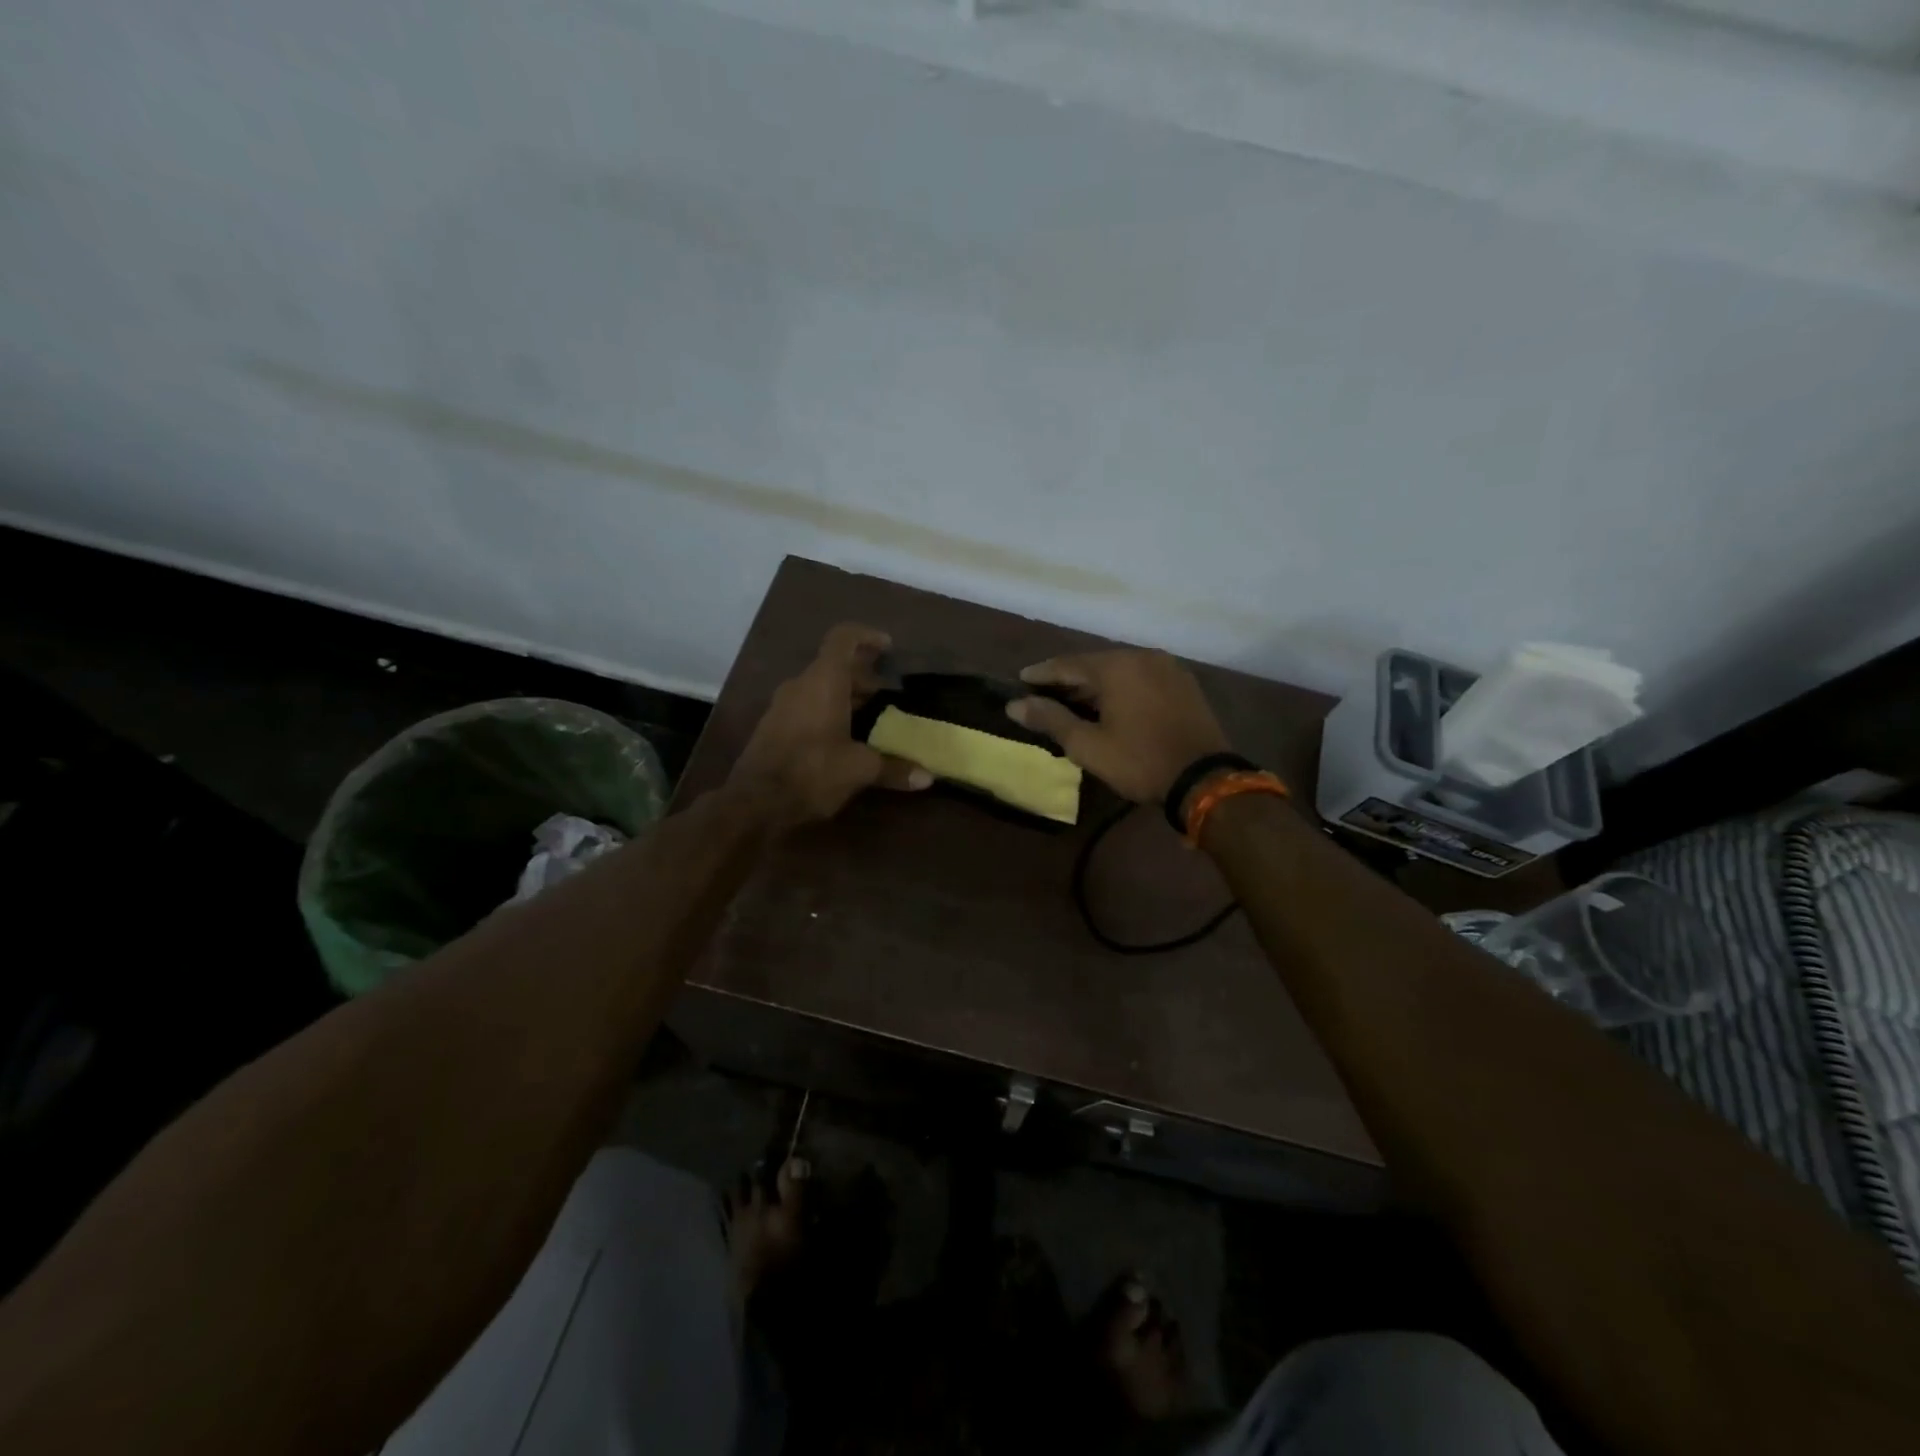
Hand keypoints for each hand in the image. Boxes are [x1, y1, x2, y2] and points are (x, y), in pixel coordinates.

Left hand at [730, 623, 930, 826]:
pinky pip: (807, 707)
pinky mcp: (774, 728)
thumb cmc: (812, 772)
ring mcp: (783, 706)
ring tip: (872, 717)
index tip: (888, 648)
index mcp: (823, 681)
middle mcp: (801, 685)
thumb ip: (894, 768)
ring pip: (820, 688)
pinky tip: (845, 739)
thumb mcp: (859, 769)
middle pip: (834, 666)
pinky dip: (829, 712)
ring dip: (846, 696)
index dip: (867, 637)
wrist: (754, 803)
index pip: (843, 639)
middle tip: (888, 694)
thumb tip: (927, 777)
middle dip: (863, 676)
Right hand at [1006, 650, 1230, 804]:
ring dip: (1095, 686)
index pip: (1067, 664)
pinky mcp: (1183, 684)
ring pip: (1120, 671)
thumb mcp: (1087, 745)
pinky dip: (1120, 689)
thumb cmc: (1139, 761)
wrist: (1203, 779)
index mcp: (1116, 666)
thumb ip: (1050, 719)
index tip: (1020, 680)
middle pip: (1094, 664)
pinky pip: (1141, 679)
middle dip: (1068, 680)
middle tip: (1044, 695)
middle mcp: (1142, 657)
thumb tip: (1015, 705)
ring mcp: (1167, 668)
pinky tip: (1110, 706)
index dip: (1041, 674)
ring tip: (1073, 704)